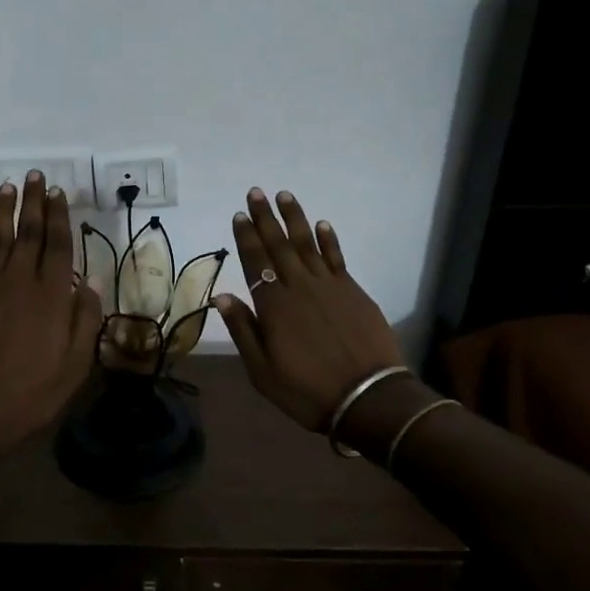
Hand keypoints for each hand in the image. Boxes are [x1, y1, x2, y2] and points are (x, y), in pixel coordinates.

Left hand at [0, 170, 102, 456]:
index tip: (57, 192)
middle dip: (33, 202)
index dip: (59, 216)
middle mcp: (20, 280)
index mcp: (52, 296)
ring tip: (9, 187)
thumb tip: (92, 281)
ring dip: (4, 210)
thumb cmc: (30, 394)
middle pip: (29, 232)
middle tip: (34, 175)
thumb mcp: (74, 366)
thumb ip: (85, 320)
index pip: (58, 245)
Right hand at [214, 188, 404, 432]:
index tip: (239, 215)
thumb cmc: (307, 390)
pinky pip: (337, 258)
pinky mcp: (353, 291)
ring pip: (307, 244)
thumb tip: (222, 296)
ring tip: (284, 196)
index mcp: (273, 306)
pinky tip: (322, 224)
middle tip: (255, 193)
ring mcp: (329, 286)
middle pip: (279, 245)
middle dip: (265, 218)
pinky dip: (328, 240)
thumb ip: (243, 330)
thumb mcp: (262, 371)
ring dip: (295, 218)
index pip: (255, 262)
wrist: (368, 398)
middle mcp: (299, 287)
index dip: (246, 238)